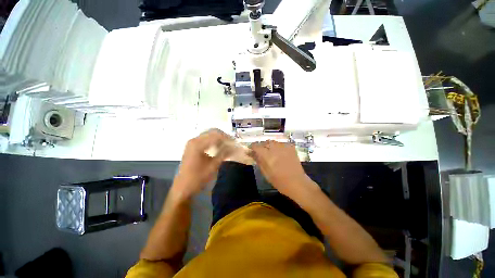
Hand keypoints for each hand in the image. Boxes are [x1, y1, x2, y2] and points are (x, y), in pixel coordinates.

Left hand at [173, 129, 232, 198]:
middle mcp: (194, 140)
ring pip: (209, 135)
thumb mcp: (213, 166)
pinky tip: (219, 147)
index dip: (227, 138)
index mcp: (198, 144)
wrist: (183, 187)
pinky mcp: (192, 146)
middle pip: (212, 132)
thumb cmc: (198, 178)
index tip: (236, 143)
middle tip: (232, 143)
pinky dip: (214, 141)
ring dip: (219, 139)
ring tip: (227, 145)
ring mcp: (192, 143)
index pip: (216, 135)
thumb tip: (235, 146)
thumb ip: (224, 153)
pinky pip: (205, 139)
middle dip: (224, 137)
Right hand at [250, 140, 316, 197]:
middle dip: (262, 147)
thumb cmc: (279, 181)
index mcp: (267, 155)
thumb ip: (258, 160)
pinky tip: (280, 153)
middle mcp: (275, 148)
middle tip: (262, 153)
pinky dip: (279, 147)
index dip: (252, 147)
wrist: (297, 182)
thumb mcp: (265, 172)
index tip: (252, 151)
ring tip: (272, 153)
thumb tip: (251, 153)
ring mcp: (284, 147)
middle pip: (265, 142)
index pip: (256, 145)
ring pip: (273, 142)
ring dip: (270, 146)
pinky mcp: (291, 147)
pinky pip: (281, 144)